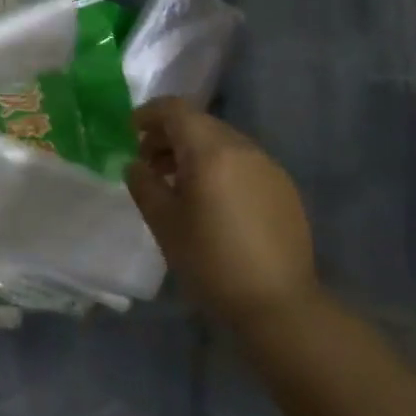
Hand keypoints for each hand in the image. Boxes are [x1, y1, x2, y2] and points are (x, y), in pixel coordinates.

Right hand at [124, 97, 318, 326]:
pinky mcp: (284, 188)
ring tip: (177, 184)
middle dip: (170, 135)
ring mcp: (268, 166)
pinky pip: (243, 162)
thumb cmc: (210, 261)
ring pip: (223, 142)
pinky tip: (212, 202)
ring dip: (195, 152)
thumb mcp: (164, 223)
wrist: (278, 304)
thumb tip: (135, 165)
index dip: (149, 114)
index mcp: (210, 151)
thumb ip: (144, 185)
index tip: (131, 132)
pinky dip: (219, 167)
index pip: (176, 110)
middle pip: (200, 123)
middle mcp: (243, 148)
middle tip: (148, 163)